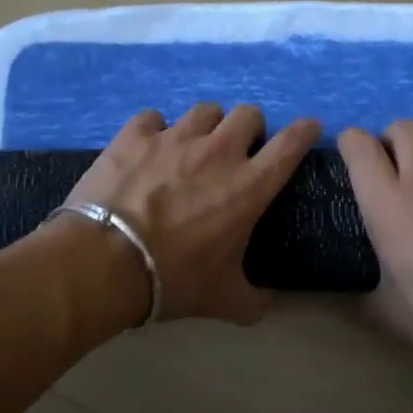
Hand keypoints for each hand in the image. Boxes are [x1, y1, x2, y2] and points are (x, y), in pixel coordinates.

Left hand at [64, 104, 320, 324]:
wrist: (104, 262)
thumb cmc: (173, 279)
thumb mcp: (223, 299)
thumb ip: (253, 300)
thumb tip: (267, 302)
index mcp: (249, 186)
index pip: (291, 143)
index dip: (304, 130)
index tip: (308, 128)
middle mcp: (218, 151)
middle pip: (248, 114)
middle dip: (249, 128)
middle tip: (237, 150)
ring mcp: (175, 137)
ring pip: (204, 111)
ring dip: (206, 126)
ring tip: (192, 146)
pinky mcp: (136, 134)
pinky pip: (153, 118)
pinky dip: (154, 130)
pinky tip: (147, 148)